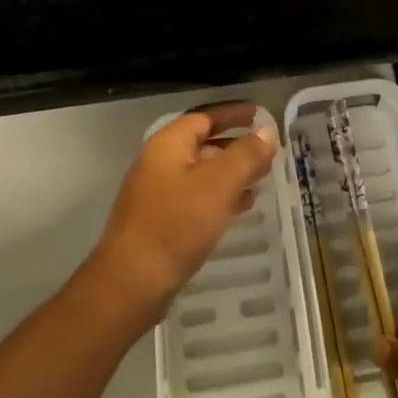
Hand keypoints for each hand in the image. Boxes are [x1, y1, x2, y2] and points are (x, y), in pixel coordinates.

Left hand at [89, 102, 277, 325]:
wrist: (130, 284)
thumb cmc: (175, 225)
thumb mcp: (219, 185)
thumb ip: (246, 156)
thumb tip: (267, 133)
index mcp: (169, 143)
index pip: (205, 116)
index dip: (233, 114)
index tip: (260, 114)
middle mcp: (160, 161)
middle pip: (203, 143)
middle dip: (236, 145)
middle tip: (268, 151)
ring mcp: (157, 193)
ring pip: (201, 173)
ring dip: (230, 173)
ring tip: (261, 179)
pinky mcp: (159, 221)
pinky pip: (195, 197)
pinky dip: (219, 196)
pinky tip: (240, 208)